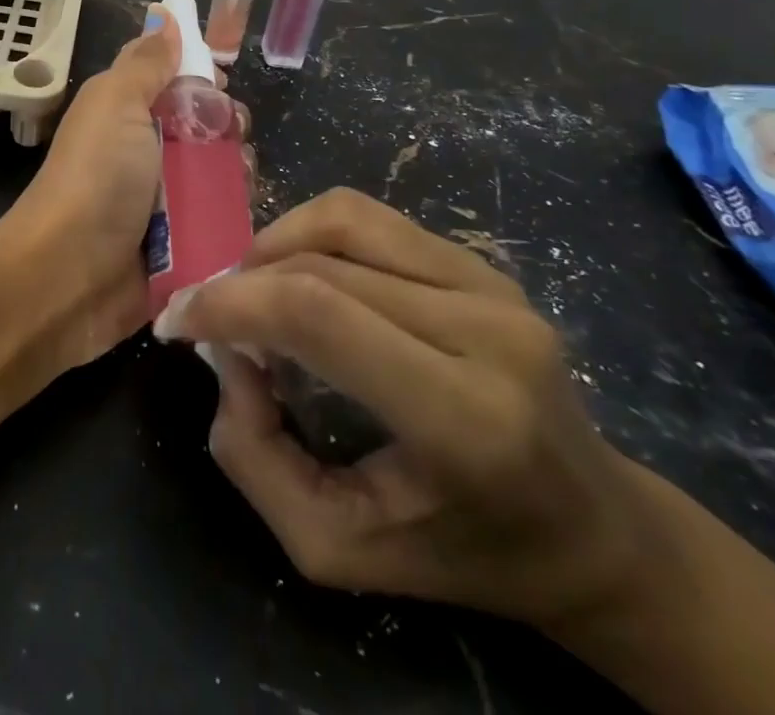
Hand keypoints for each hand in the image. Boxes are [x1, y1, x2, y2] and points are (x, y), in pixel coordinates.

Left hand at [6, 5, 248, 368]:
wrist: (68, 277)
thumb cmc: (96, 177)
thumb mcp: (117, 104)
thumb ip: (146, 63)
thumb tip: (166, 14)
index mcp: (125, 113)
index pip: (173, 82)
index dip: (201, 77)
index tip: (222, 84)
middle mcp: (143, 153)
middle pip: (203, 129)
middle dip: (226, 128)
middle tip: (231, 136)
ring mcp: (161, 203)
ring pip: (216, 175)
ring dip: (234, 173)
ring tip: (239, 179)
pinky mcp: (179, 247)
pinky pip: (218, 221)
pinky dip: (232, 215)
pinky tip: (242, 213)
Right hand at [154, 188, 656, 629]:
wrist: (594, 531)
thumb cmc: (464, 554)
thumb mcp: (338, 549)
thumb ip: (256, 457)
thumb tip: (227, 357)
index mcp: (465, 418)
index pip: (318, 313)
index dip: (230, 303)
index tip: (180, 322)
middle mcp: (486, 331)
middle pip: (319, 264)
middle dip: (240, 283)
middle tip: (208, 321)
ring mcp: (492, 285)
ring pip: (342, 219)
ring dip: (274, 246)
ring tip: (253, 291)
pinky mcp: (484, 264)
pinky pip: (371, 219)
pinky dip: (312, 236)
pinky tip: (302, 276)